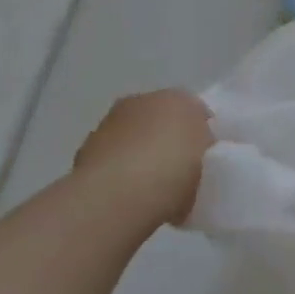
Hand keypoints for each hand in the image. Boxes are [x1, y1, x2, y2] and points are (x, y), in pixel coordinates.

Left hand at [74, 89, 213, 226]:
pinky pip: (113, 162)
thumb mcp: (210, 158)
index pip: (193, 109)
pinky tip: (130, 197)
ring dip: (140, 155)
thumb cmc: (175, 169)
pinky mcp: (84, 154)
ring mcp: (108, 126)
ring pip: (132, 139)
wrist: (119, 195)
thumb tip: (193, 151)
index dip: (200, 131)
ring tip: (153, 188)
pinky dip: (120, 173)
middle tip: (180, 169)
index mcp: (177, 96)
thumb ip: (203, 147)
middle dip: (166, 138)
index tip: (204, 155)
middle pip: (159, 119)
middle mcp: (140, 101)